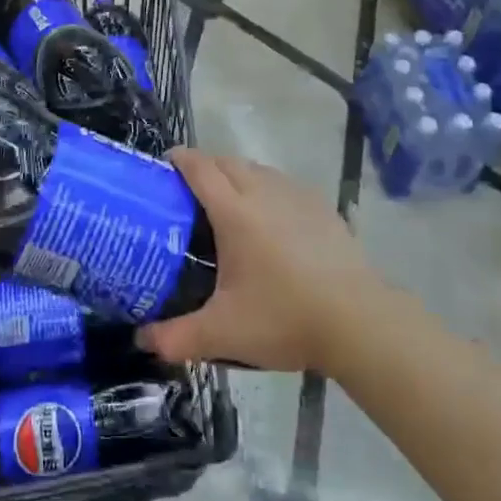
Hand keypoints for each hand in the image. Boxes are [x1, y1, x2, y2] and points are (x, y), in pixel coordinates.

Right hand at [136, 150, 379, 374]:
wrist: (359, 321)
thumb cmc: (285, 318)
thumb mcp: (223, 333)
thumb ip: (176, 337)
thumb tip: (142, 341)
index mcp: (235, 211)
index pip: (200, 168)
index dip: (179, 159)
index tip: (164, 164)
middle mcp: (263, 192)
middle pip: (227, 162)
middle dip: (205, 166)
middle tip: (189, 191)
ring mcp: (296, 196)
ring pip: (257, 169)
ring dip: (237, 175)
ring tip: (228, 203)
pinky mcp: (322, 207)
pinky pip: (283, 184)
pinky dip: (266, 189)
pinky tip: (271, 219)